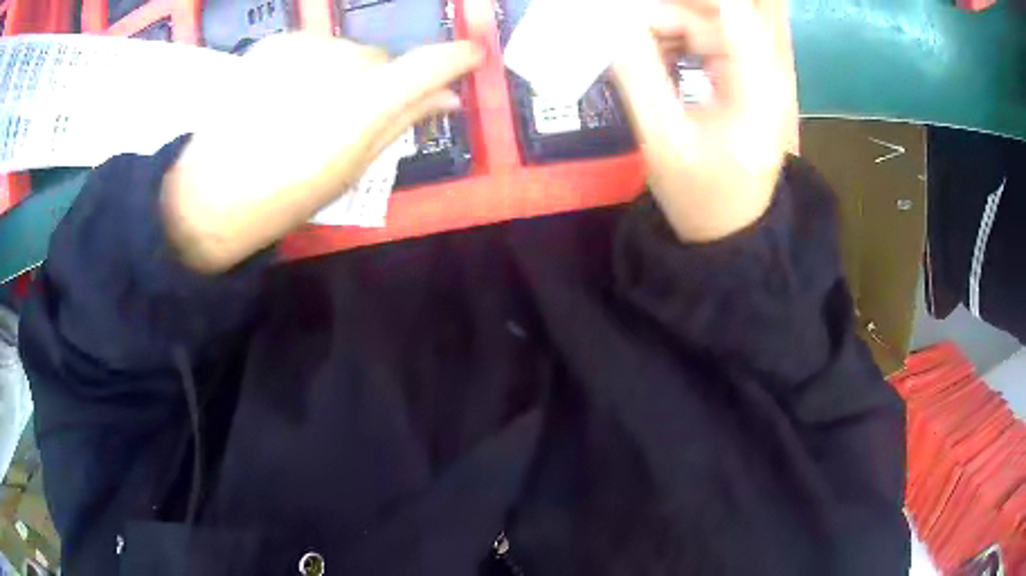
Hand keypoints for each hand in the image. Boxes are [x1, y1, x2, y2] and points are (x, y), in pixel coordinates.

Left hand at [163, 34, 483, 271]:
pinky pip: (313, 48)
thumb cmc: (285, 196)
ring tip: (307, 111)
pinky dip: (312, 67)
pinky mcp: (275, 42)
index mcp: (364, 103)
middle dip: (379, 82)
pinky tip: (285, 96)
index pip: (429, 64)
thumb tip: (448, 97)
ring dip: (342, 73)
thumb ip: (403, 122)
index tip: (472, 57)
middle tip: (350, 119)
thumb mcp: (352, 168)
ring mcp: (303, 45)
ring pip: (346, 51)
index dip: (456, 58)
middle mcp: (339, 60)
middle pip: (381, 59)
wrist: (209, 194)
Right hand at [612, 0, 797, 241]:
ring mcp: (754, 76)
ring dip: (664, 27)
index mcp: (756, 85)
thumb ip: (638, 75)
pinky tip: (652, 60)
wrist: (728, 232)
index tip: (632, 10)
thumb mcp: (664, 139)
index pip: (730, 10)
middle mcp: (763, 72)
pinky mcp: (742, 82)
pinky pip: (705, 43)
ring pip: (706, 25)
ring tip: (630, 48)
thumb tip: (613, 24)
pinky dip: (673, 42)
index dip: (682, 1)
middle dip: (662, 14)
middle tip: (620, 29)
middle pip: (713, 15)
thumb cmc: (701, 196)